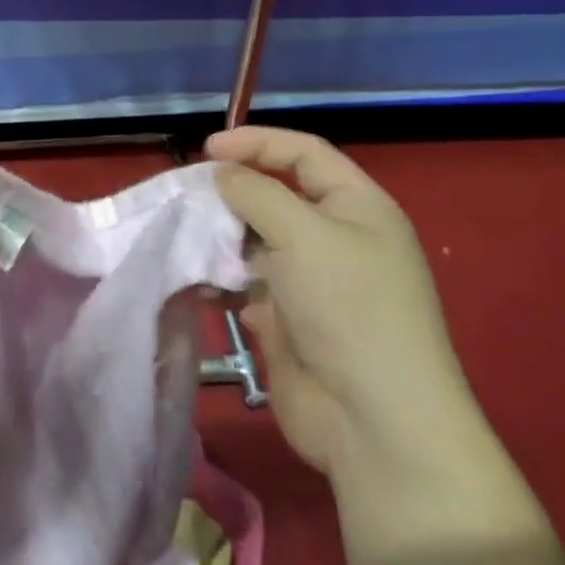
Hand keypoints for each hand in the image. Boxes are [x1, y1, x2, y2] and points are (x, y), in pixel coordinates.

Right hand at [208, 126, 471, 478]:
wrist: (375, 423)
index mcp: (358, 207)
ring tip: (189, 244)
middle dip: (232, 195)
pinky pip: (249, 286)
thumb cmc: (348, 307)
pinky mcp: (291, 320)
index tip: (207, 149)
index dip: (257, 142)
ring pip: (256, 243)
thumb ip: (255, 192)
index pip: (304, 154)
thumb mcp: (302, 233)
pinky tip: (204, 288)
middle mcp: (337, 239)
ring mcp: (313, 283)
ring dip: (222, 241)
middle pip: (276, 197)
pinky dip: (224, 282)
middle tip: (190, 198)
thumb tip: (221, 173)